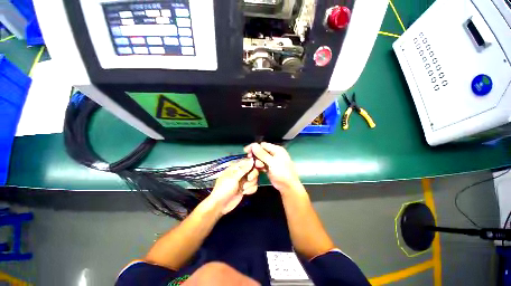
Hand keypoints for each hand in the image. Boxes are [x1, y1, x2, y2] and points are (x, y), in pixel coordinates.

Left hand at [207, 159, 258, 214]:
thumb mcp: (233, 178)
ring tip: (243, 188)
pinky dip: (250, 190)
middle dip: (253, 175)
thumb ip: (243, 169)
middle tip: (248, 179)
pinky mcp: (246, 188)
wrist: (220, 205)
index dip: (255, 162)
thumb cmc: (224, 189)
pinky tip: (244, 193)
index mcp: (236, 167)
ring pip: (255, 179)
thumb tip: (251, 160)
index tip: (261, 165)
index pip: (248, 161)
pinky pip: (254, 186)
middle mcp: (241, 173)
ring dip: (250, 184)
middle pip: (253, 170)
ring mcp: (244, 181)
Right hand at [244, 142, 303, 195]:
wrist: (288, 186)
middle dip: (255, 155)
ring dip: (256, 161)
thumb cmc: (282, 172)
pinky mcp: (269, 167)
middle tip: (249, 159)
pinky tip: (256, 169)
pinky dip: (258, 166)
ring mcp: (271, 161)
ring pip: (260, 158)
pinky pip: (262, 164)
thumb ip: (262, 154)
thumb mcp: (272, 162)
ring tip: (257, 166)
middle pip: (261, 151)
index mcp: (276, 150)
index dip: (254, 147)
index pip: (263, 145)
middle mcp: (274, 154)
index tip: (246, 151)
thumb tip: (253, 145)